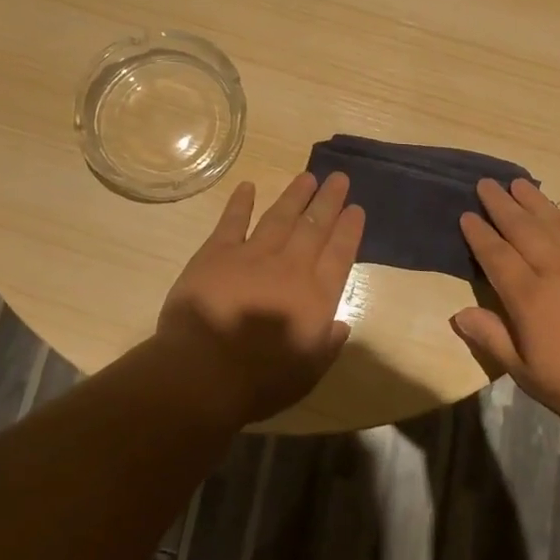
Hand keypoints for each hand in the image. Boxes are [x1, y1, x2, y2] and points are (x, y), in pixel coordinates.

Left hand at [158, 171, 365, 424]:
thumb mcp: (307, 373)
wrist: (203, 373)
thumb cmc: (259, 382)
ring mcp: (252, 256)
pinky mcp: (216, 254)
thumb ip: (327, 345)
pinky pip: (232, 221)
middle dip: (328, 201)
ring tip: (307, 177)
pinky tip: (248, 186)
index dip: (349, 229)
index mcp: (315, 296)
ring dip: (295, 196)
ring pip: (279, 217)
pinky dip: (240, 202)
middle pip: (314, 227)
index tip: (356, 208)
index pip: (340, 254)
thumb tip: (340, 325)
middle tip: (339, 178)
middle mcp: (289, 267)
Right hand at [453, 178, 559, 438]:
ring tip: (521, 182)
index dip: (479, 234)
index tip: (467, 214)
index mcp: (530, 298)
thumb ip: (493, 339)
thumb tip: (457, 313)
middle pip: (524, 231)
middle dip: (502, 206)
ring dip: (538, 202)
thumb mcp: (528, 375)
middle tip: (487, 183)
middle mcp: (558, 272)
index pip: (496, 257)